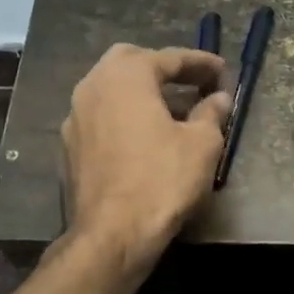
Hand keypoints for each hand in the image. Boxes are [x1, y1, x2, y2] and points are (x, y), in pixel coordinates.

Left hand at [62, 44, 230, 263]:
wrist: (112, 235)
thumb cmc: (162, 180)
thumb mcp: (202, 144)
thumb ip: (211, 113)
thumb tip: (218, 98)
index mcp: (126, 76)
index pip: (169, 58)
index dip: (200, 62)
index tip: (223, 71)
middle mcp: (93, 86)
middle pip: (130, 62)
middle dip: (162, 68)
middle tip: (191, 82)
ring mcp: (75, 117)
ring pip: (111, 90)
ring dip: (141, 92)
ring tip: (171, 108)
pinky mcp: (70, 147)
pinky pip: (102, 117)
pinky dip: (125, 116)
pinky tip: (144, 136)